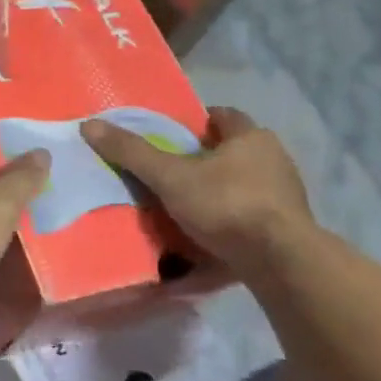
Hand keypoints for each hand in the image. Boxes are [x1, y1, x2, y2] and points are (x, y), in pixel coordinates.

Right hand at [81, 107, 313, 277]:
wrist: (282, 263)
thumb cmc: (227, 205)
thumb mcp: (170, 177)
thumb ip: (133, 153)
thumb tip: (90, 125)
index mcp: (251, 137)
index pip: (223, 116)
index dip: (197, 122)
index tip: (173, 135)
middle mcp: (275, 160)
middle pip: (234, 150)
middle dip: (207, 158)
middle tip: (173, 170)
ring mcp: (287, 196)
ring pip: (246, 183)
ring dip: (221, 190)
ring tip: (187, 205)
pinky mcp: (290, 229)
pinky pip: (254, 215)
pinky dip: (233, 219)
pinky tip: (211, 234)